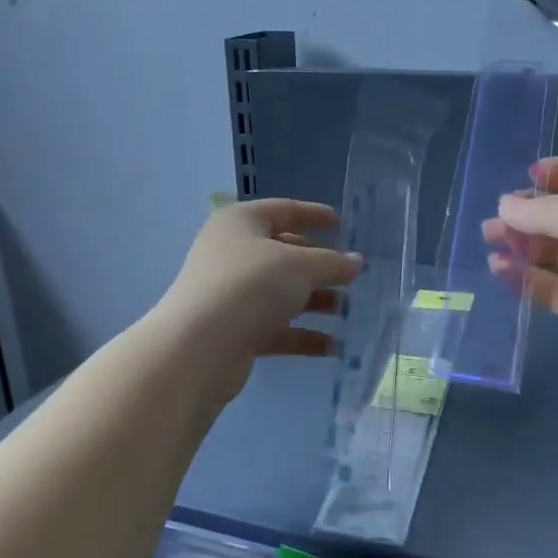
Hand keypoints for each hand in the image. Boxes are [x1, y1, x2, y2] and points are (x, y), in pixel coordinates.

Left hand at [153, 199, 362, 402]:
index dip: (313, 215)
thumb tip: (356, 262)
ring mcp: (232, 295)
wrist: (200, 346)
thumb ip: (332, 262)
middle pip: (284, 254)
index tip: (342, 223)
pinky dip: (303, 335)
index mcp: (241, 223)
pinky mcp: (235, 331)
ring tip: (348, 311)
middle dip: (320, 266)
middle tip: (353, 275)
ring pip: (282, 293)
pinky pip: (277, 328)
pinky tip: (333, 346)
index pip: (283, 210)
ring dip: (315, 302)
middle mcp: (233, 254)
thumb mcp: (300, 265)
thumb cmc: (251, 285)